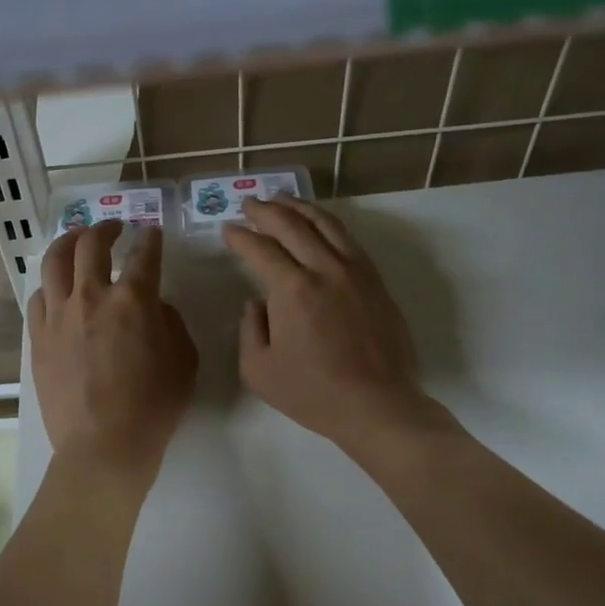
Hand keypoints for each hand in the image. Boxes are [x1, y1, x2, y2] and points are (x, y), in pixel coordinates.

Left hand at [28, 222, 197, 486]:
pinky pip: (37, 297)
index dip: (149, 239)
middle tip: (113, 228)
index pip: (144, 254)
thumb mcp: (184, 360)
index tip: (150, 233)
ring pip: (54, 261)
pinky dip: (49, 285)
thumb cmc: (153, 406)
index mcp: (133, 300)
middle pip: (91, 245)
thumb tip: (152, 305)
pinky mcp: (38, 337)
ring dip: (68, 243)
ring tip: (76, 241)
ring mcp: (59, 315)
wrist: (104, 445)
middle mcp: (92, 296)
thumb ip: (170, 322)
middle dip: (104, 228)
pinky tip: (56, 288)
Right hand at [223, 196, 433, 448]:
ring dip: (299, 207)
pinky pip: (348, 239)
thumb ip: (249, 329)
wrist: (377, 406)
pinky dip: (328, 224)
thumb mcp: (258, 370)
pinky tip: (318, 224)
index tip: (227, 231)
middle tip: (249, 203)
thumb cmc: (313, 393)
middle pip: (292, 225)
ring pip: (326, 224)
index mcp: (293, 289)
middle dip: (266, 210)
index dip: (240, 237)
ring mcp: (355, 272)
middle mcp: (324, 269)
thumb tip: (256, 303)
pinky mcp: (375, 281)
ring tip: (282, 199)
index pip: (260, 249)